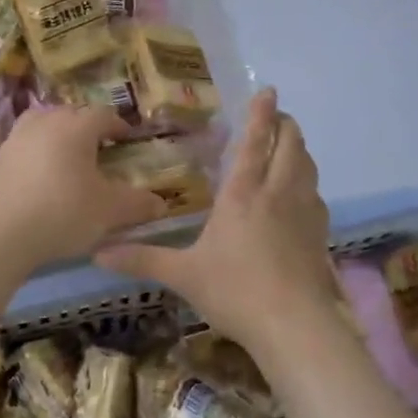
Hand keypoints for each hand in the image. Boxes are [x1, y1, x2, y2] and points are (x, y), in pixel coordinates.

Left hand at [0, 106, 165, 268]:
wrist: (0, 231)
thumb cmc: (63, 211)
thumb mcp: (109, 211)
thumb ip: (137, 204)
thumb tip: (160, 204)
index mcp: (76, 127)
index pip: (103, 115)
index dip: (118, 126)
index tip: (126, 139)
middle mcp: (46, 122)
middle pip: (71, 115)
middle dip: (87, 128)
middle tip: (99, 148)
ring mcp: (17, 138)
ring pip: (43, 125)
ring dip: (58, 135)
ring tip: (68, 158)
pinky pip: (25, 145)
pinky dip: (37, 153)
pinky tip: (41, 176)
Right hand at [95, 89, 341, 359]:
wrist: (294, 326)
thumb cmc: (235, 291)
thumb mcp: (183, 275)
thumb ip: (142, 259)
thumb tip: (97, 252)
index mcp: (243, 194)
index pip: (255, 142)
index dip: (261, 114)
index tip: (268, 91)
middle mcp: (277, 193)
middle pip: (291, 146)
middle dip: (286, 125)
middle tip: (277, 116)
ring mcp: (304, 213)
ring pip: (308, 167)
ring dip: (299, 150)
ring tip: (289, 147)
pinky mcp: (319, 234)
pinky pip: (316, 195)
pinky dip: (308, 183)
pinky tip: (301, 196)